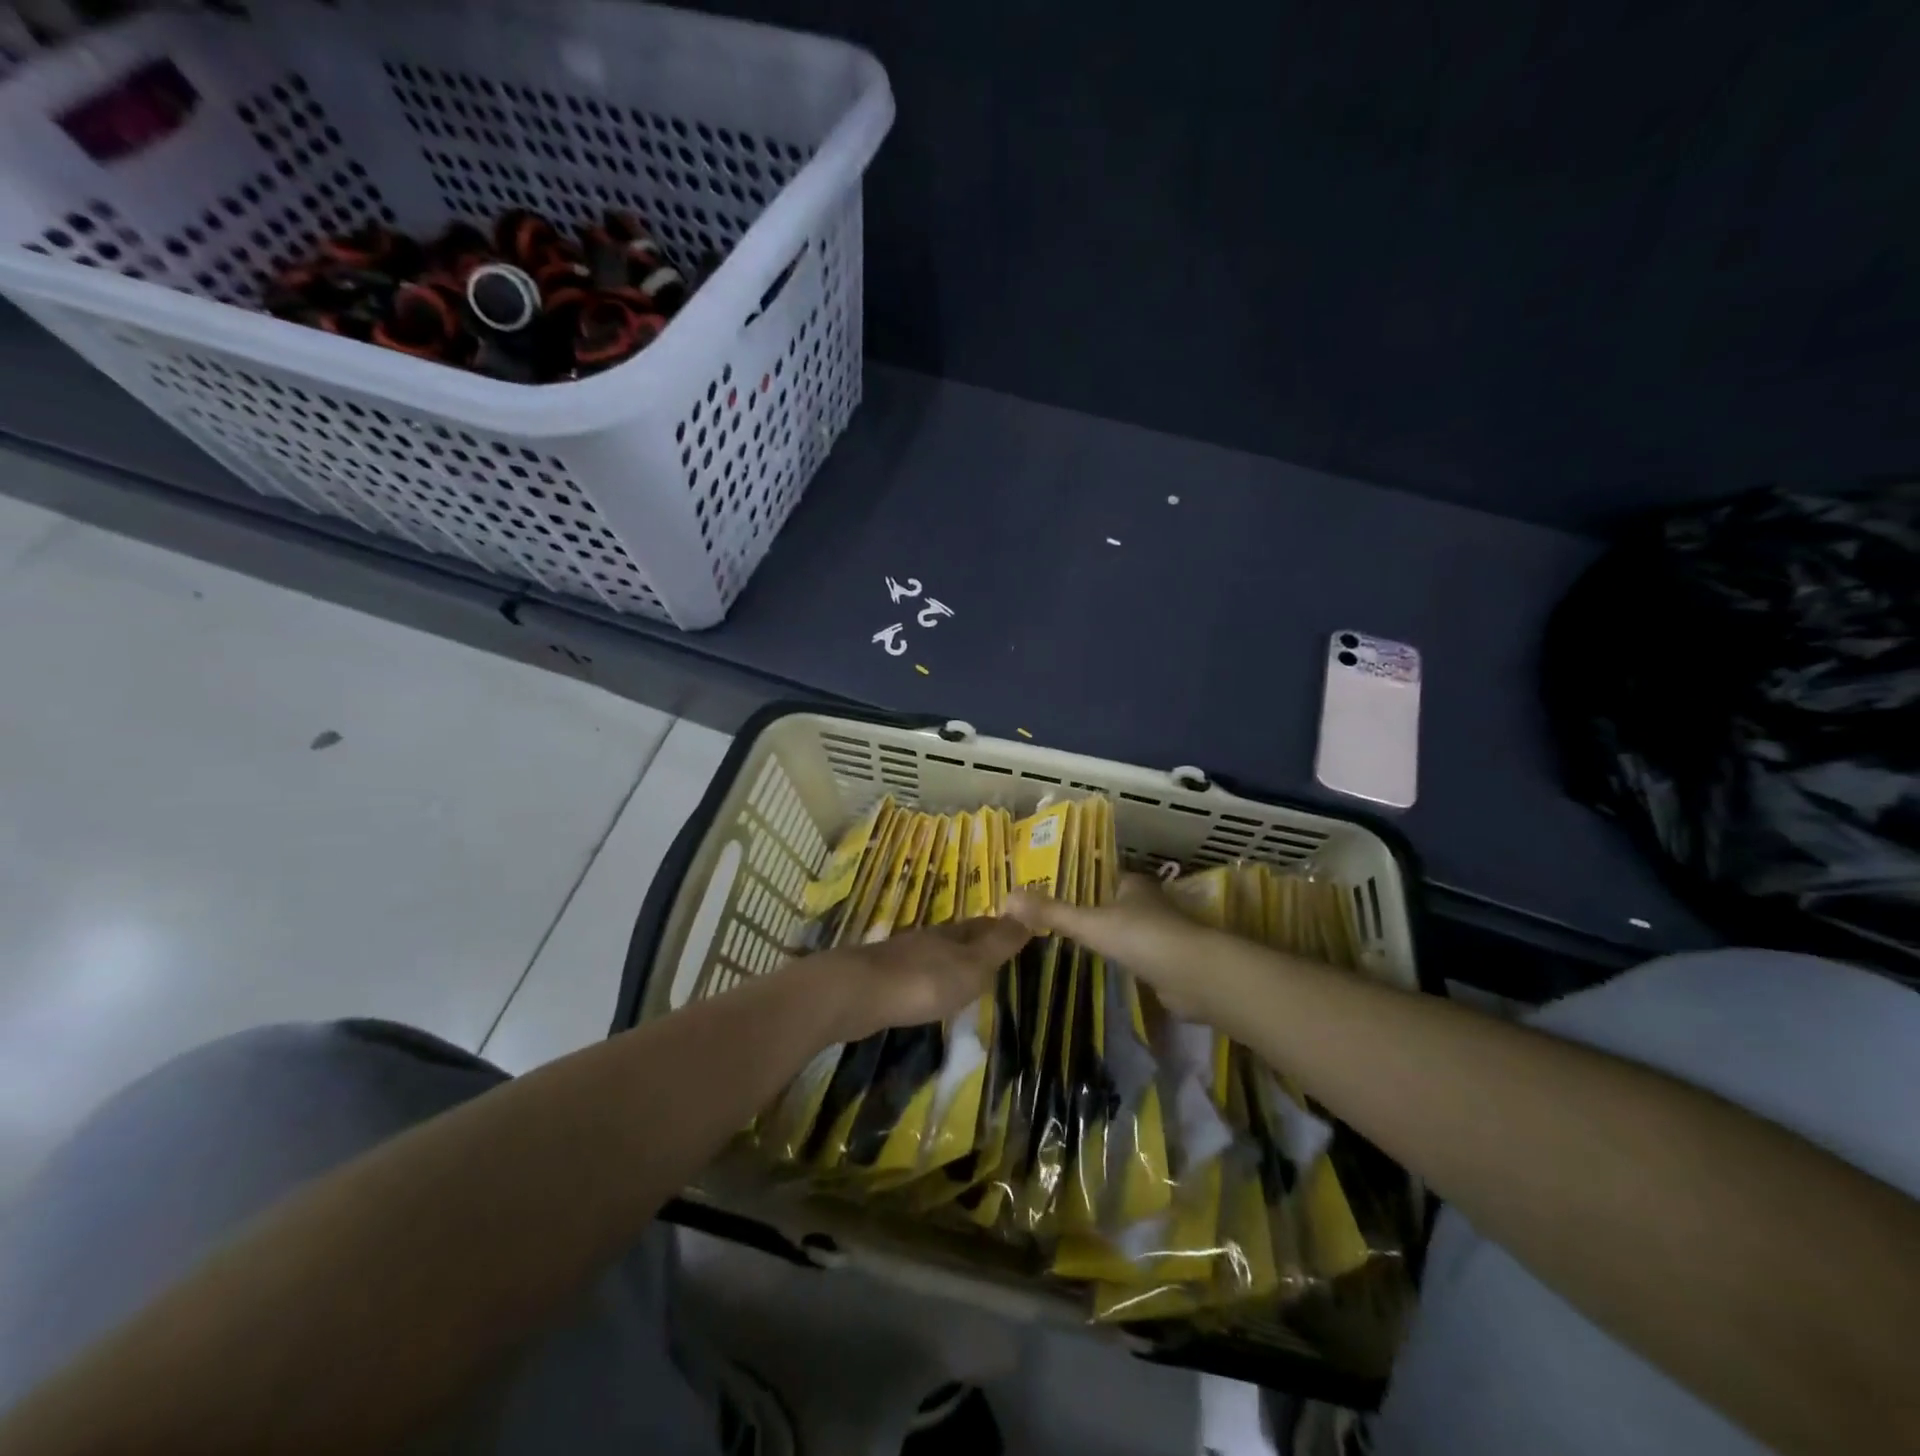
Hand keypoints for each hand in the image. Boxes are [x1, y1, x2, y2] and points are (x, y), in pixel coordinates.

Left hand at [804, 916, 1032, 1042]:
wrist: (857, 994)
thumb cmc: (924, 982)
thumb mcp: (972, 965)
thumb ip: (998, 944)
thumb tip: (1027, 912)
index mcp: (953, 934)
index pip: (984, 925)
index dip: (1002, 928)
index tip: (1019, 932)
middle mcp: (928, 938)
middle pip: (958, 937)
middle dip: (977, 943)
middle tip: (995, 956)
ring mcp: (902, 956)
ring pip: (936, 954)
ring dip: (951, 961)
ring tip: (966, 976)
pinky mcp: (883, 978)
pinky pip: (916, 973)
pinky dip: (930, 978)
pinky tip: (930, 991)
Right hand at [1004, 874, 1225, 1020]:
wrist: (1195, 977)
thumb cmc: (1142, 937)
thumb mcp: (1089, 923)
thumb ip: (1051, 912)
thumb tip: (1006, 898)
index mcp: (1133, 884)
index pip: (1104, 876)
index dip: (1082, 880)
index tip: (1056, 888)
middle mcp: (1150, 904)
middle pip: (1116, 902)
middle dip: (1094, 908)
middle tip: (1059, 918)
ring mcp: (1162, 934)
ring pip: (1129, 929)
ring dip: (1110, 935)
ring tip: (1075, 943)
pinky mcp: (1169, 963)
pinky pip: (1139, 956)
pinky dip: (1124, 959)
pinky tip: (1106, 968)